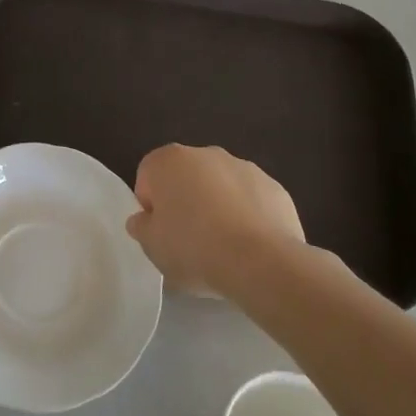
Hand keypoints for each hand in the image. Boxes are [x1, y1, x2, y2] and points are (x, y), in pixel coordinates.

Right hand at [125, 144, 303, 295]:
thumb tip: (143, 220)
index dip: (151, 207)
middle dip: (185, 202)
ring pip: (220, 186)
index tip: (160, 233)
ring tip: (223, 247)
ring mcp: (243, 167)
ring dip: (218, 206)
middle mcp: (205, 154)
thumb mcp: (152, 247)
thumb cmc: (194, 248)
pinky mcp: (274, 187)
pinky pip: (251, 200)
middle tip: (189, 240)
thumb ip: (141, 227)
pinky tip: (250, 246)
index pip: (148, 177)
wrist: (260, 262)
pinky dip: (248, 216)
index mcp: (168, 161)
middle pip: (186, 177)